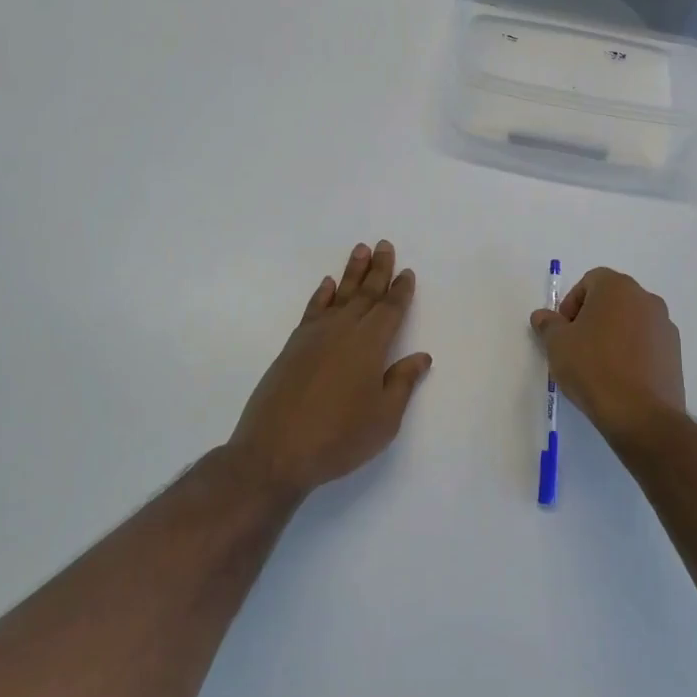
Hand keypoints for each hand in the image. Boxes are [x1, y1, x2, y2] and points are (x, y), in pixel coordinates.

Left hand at [229, 241, 432, 497]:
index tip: (407, 271)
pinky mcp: (293, 347)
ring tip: (360, 249)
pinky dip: (322, 295)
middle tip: (385, 244)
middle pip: (366, 294)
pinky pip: (313, 310)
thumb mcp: (384, 419)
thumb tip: (421, 356)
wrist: (275, 452)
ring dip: (351, 272)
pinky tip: (327, 285)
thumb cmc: (339, 438)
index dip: (401, 290)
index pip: (390, 310)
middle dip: (378, 269)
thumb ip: (402, 383)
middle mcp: (343, 331)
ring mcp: (314, 336)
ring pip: (339, 295)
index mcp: (370, 345)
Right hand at [530, 267, 685, 448]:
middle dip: (592, 318)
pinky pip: (647, 344)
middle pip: (612, 300)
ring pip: (631, 322)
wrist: (641, 414)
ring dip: (614, 335)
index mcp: (617, 287)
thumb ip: (548, 325)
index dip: (571, 304)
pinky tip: (620, 379)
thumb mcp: (557, 345)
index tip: (563, 331)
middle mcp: (646, 299)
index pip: (589, 281)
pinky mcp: (676, 354)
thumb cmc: (593, 368)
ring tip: (599, 366)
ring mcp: (665, 326)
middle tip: (577, 347)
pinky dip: (632, 352)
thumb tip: (542, 316)